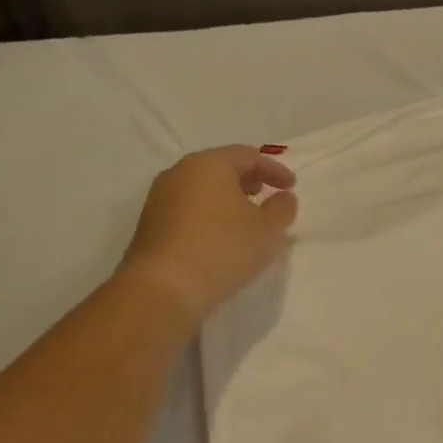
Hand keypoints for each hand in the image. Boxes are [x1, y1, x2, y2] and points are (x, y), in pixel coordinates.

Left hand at [116, 146, 297, 320]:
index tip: (292, 186)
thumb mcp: (268, 229)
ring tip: (247, 216)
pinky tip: (222, 233)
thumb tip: (283, 197)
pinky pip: (189, 206)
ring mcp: (160, 197)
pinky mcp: (151, 223)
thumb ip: (282, 208)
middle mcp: (180, 173)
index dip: (274, 169)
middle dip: (248, 179)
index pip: (247, 155)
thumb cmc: (222, 249)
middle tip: (268, 193)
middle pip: (221, 167)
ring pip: (203, 187)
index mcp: (209, 165)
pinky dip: (211, 212)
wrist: (163, 288)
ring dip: (228, 197)